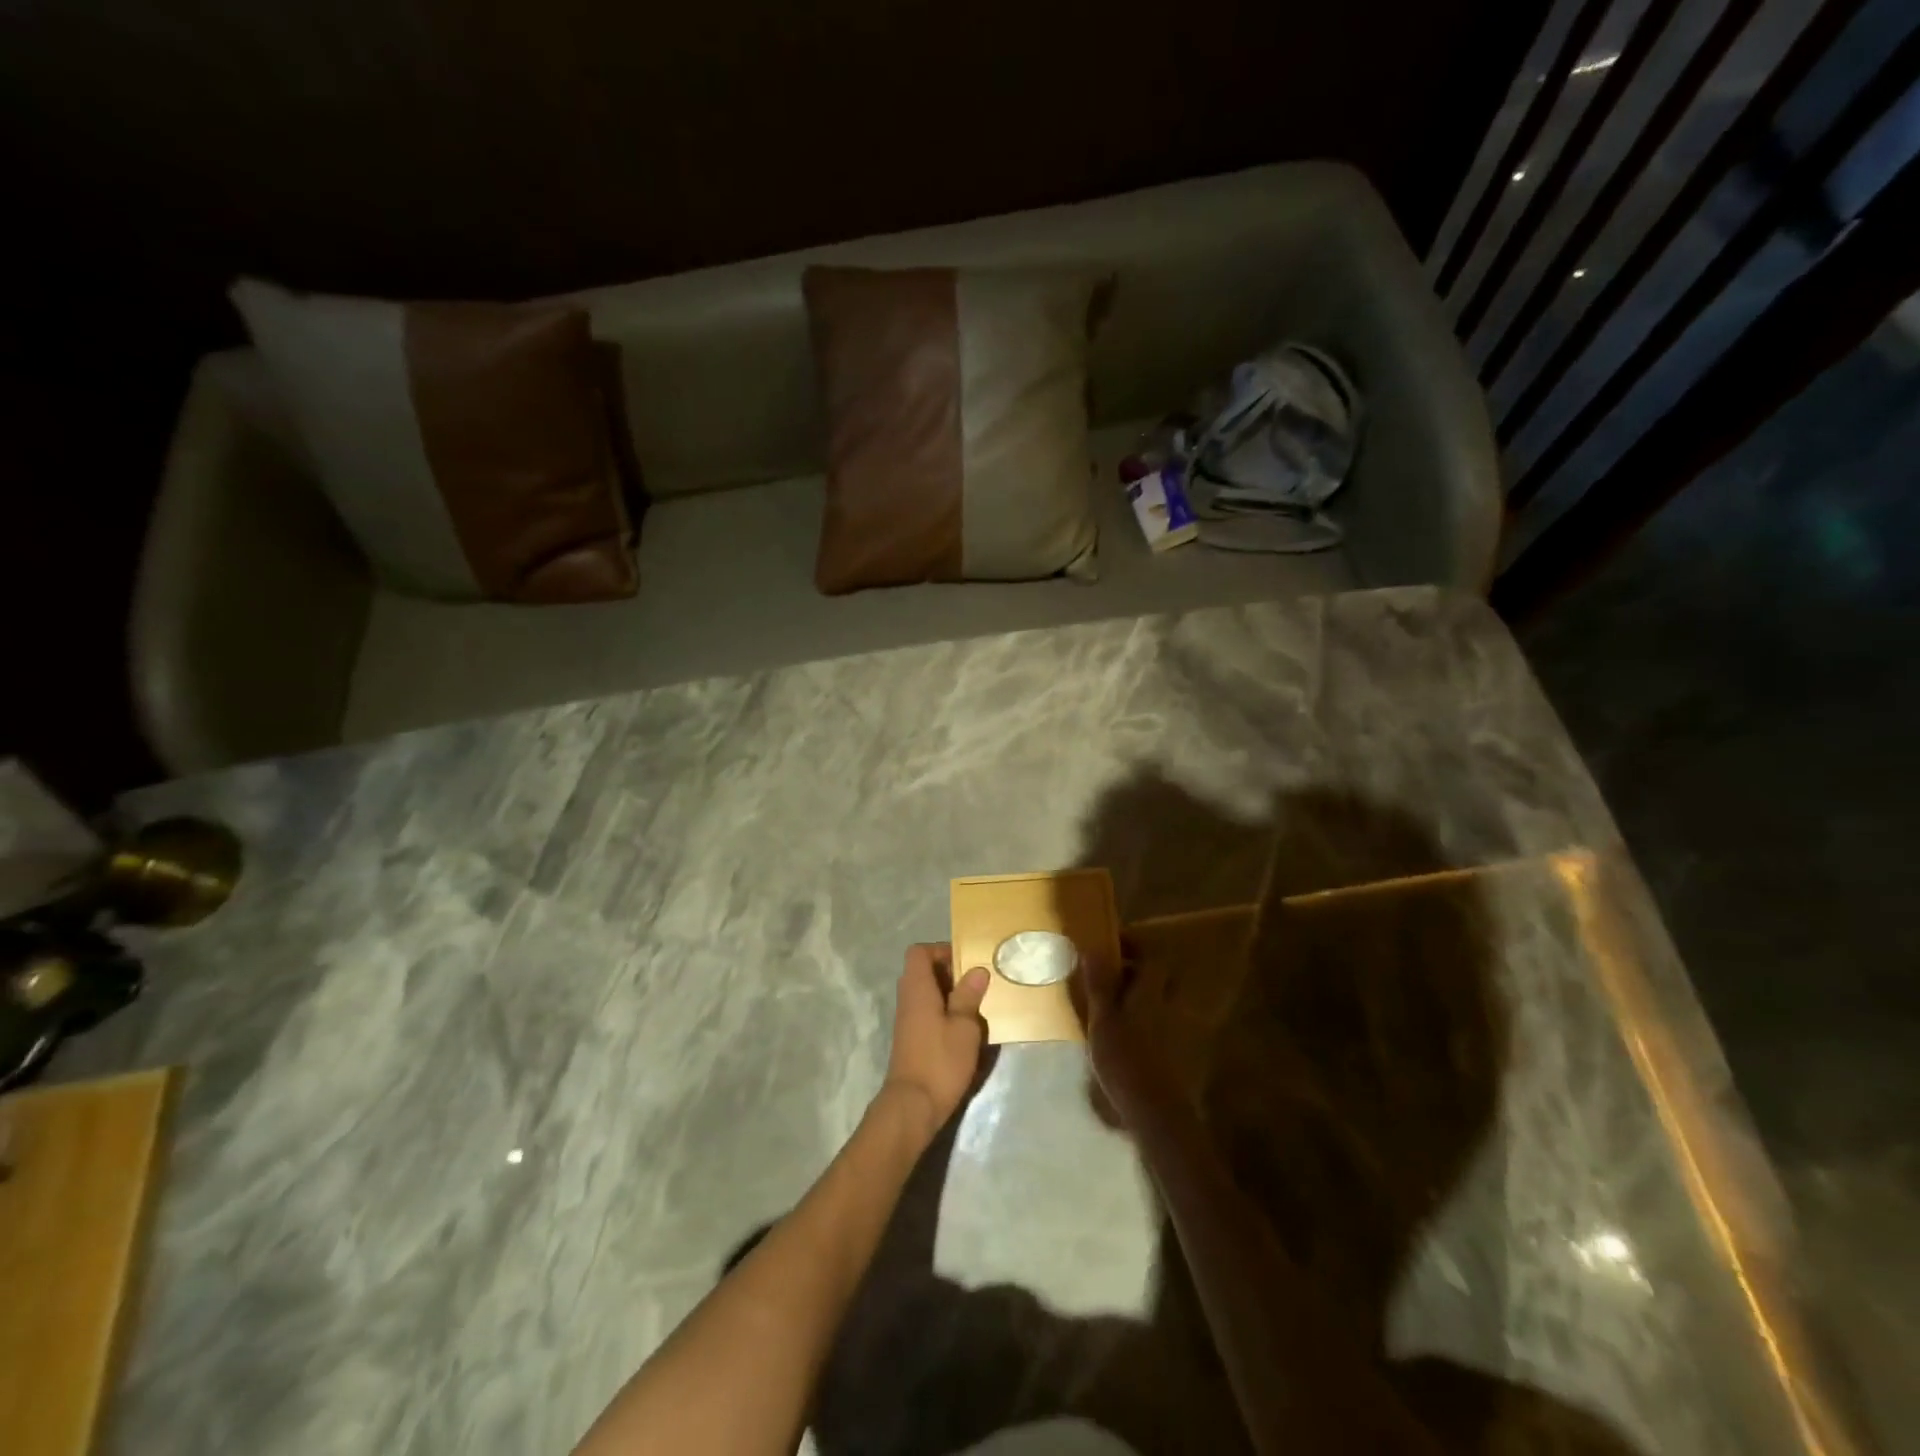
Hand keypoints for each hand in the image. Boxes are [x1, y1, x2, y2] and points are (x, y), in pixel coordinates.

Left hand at [882, 943, 989, 1133]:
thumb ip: (969, 996)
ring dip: (949, 995)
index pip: (919, 952)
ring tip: (975, 1005)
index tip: (966, 961)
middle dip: (949, 972)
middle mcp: (907, 998)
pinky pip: (926, 1012)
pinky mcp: (911, 1039)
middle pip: (923, 971)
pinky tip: (964, 1029)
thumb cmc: (940, 1060)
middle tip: (976, 983)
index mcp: (917, 988)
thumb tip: (977, 970)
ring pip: (926, 993)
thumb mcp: (964, 1027)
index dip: (941, 950)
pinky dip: (943, 1013)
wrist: (913, 1106)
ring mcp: (907, 1020)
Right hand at [1083, 942, 1181, 1124]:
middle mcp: (1170, 1005)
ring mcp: (1180, 1030)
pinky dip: (1149, 1023)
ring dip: (1144, 999)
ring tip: (1118, 1009)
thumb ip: (1099, 984)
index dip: (1134, 946)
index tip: (1113, 946)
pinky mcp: (1182, 1054)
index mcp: (1151, 992)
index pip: (1151, 956)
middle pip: (1160, 978)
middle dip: (1140, 973)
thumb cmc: (1124, 1060)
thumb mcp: (1102, 1020)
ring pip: (1163, 1002)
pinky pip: (1164, 1025)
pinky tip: (1132, 1039)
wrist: (1157, 1112)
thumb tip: (1092, 946)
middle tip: (1113, 978)